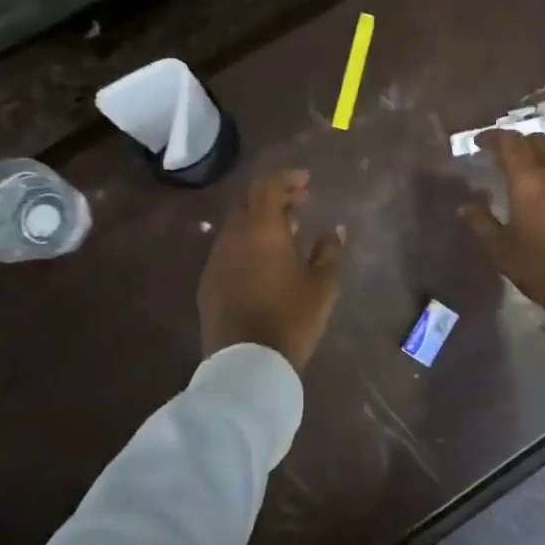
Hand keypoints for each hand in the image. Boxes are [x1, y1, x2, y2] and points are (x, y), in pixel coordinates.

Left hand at [198, 171, 345, 369]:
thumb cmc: (291, 318)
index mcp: (261, 229)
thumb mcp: (322, 285)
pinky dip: (248, 244)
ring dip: (260, 222)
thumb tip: (335, 230)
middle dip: (274, 198)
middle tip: (300, 204)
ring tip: (288, 233)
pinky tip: (265, 262)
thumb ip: (329, 251)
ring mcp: (216, 260)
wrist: (246, 365)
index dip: (287, 179)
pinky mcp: (208, 284)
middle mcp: (233, 236)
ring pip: (237, 227)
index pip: (267, 186)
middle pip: (249, 203)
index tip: (307, 182)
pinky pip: (229, 250)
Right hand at [460, 131, 544, 327]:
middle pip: (538, 141)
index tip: (480, 143)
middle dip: (519, 142)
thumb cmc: (540, 268)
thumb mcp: (501, 249)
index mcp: (528, 180)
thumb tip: (464, 206)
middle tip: (505, 154)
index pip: (510, 142)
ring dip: (544, 152)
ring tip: (533, 166)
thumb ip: (481, 222)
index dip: (493, 137)